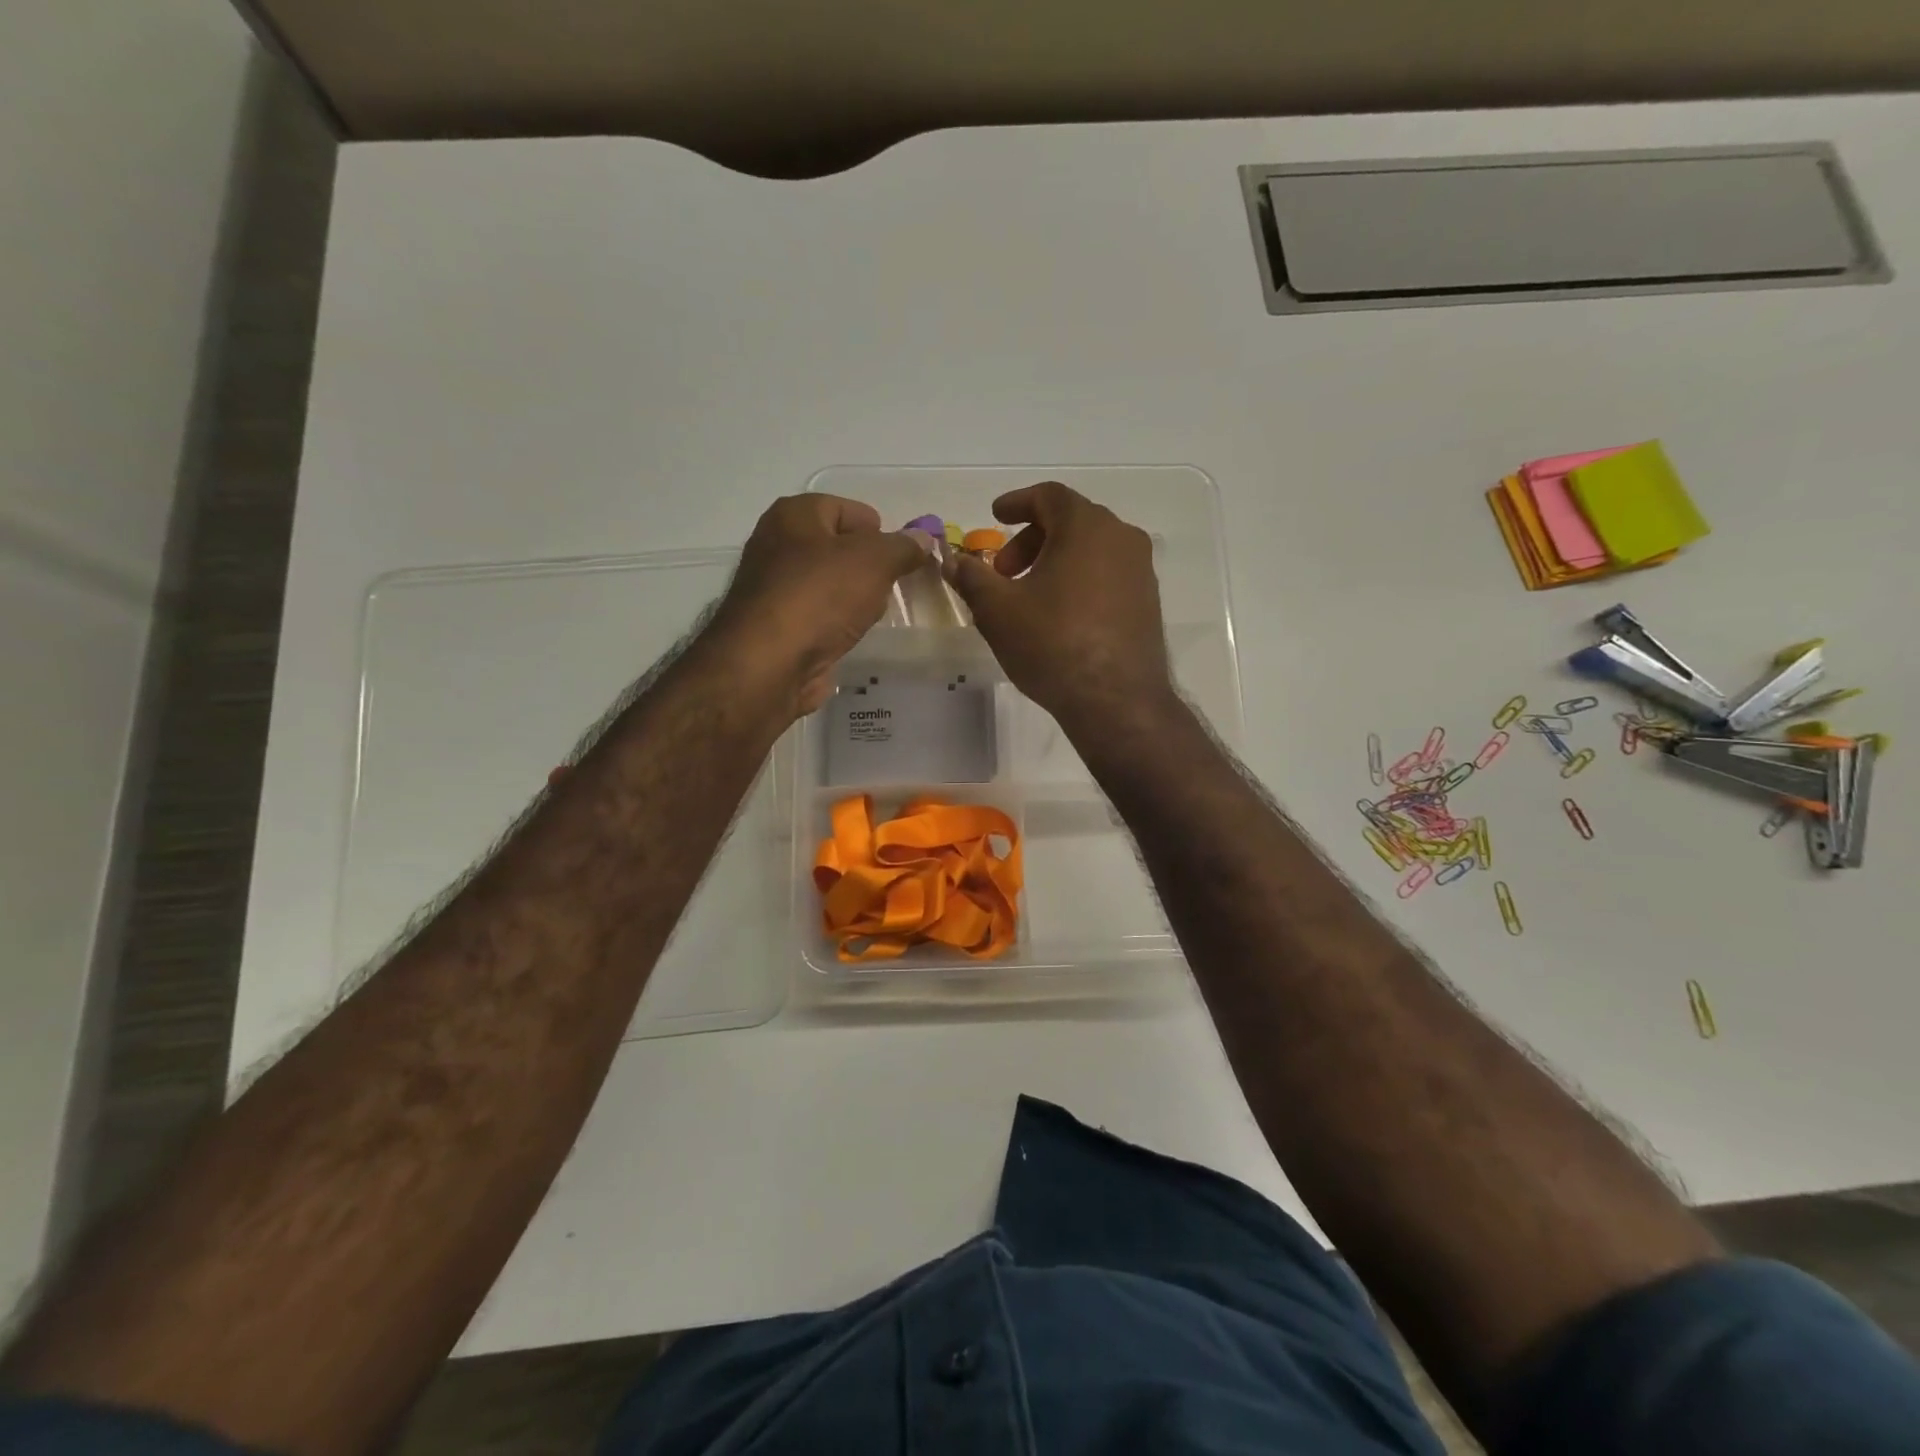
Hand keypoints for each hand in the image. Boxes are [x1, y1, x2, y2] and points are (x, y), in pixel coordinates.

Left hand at [709, 494, 925, 715]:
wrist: (769, 664)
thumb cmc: (820, 596)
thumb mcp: (875, 561)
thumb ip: (903, 547)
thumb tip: (923, 539)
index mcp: (794, 515)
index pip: (849, 510)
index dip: (880, 532)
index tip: (902, 560)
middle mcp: (777, 544)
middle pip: (838, 548)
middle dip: (869, 567)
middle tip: (890, 588)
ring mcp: (774, 588)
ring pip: (829, 584)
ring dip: (854, 598)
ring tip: (871, 615)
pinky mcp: (777, 627)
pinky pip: (819, 615)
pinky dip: (837, 624)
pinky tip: (849, 636)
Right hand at [945, 482, 1172, 728]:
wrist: (1116, 701)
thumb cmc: (1052, 643)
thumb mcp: (998, 610)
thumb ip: (972, 578)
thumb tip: (952, 561)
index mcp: (1087, 526)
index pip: (1049, 496)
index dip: (1017, 502)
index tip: (995, 516)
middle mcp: (1122, 539)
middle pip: (1070, 521)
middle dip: (1031, 540)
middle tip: (1003, 572)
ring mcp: (1141, 572)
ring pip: (1091, 550)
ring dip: (1055, 562)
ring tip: (1028, 597)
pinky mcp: (1148, 603)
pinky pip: (1107, 576)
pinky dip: (1079, 581)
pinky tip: (1059, 617)